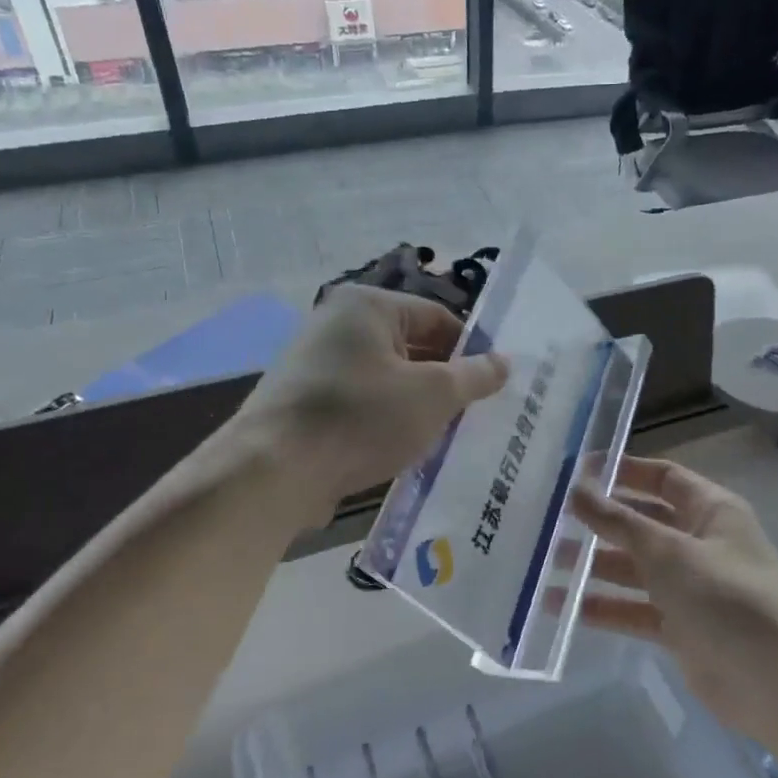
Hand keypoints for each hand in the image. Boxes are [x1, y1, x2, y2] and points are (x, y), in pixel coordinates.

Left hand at [230, 287, 507, 520]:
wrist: (274, 470)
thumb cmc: (361, 418)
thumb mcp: (433, 395)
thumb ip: (474, 376)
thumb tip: (504, 362)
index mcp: (367, 306)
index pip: (436, 316)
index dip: (471, 348)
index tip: (493, 383)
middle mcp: (337, 324)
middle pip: (410, 347)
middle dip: (445, 380)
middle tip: (475, 413)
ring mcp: (315, 363)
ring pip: (386, 379)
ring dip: (417, 405)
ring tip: (446, 436)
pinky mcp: (304, 402)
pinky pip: (361, 403)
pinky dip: (386, 421)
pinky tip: (404, 450)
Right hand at [570, 458, 777, 736]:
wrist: (776, 682)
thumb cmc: (726, 598)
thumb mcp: (668, 551)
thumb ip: (619, 521)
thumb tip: (577, 489)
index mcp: (711, 511)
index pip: (663, 477)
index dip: (623, 471)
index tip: (577, 472)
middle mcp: (701, 543)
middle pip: (643, 523)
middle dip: (600, 522)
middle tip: (549, 520)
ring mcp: (691, 587)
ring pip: (635, 568)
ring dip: (594, 565)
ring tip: (544, 563)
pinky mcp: (681, 627)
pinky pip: (635, 609)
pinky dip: (604, 607)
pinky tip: (561, 607)